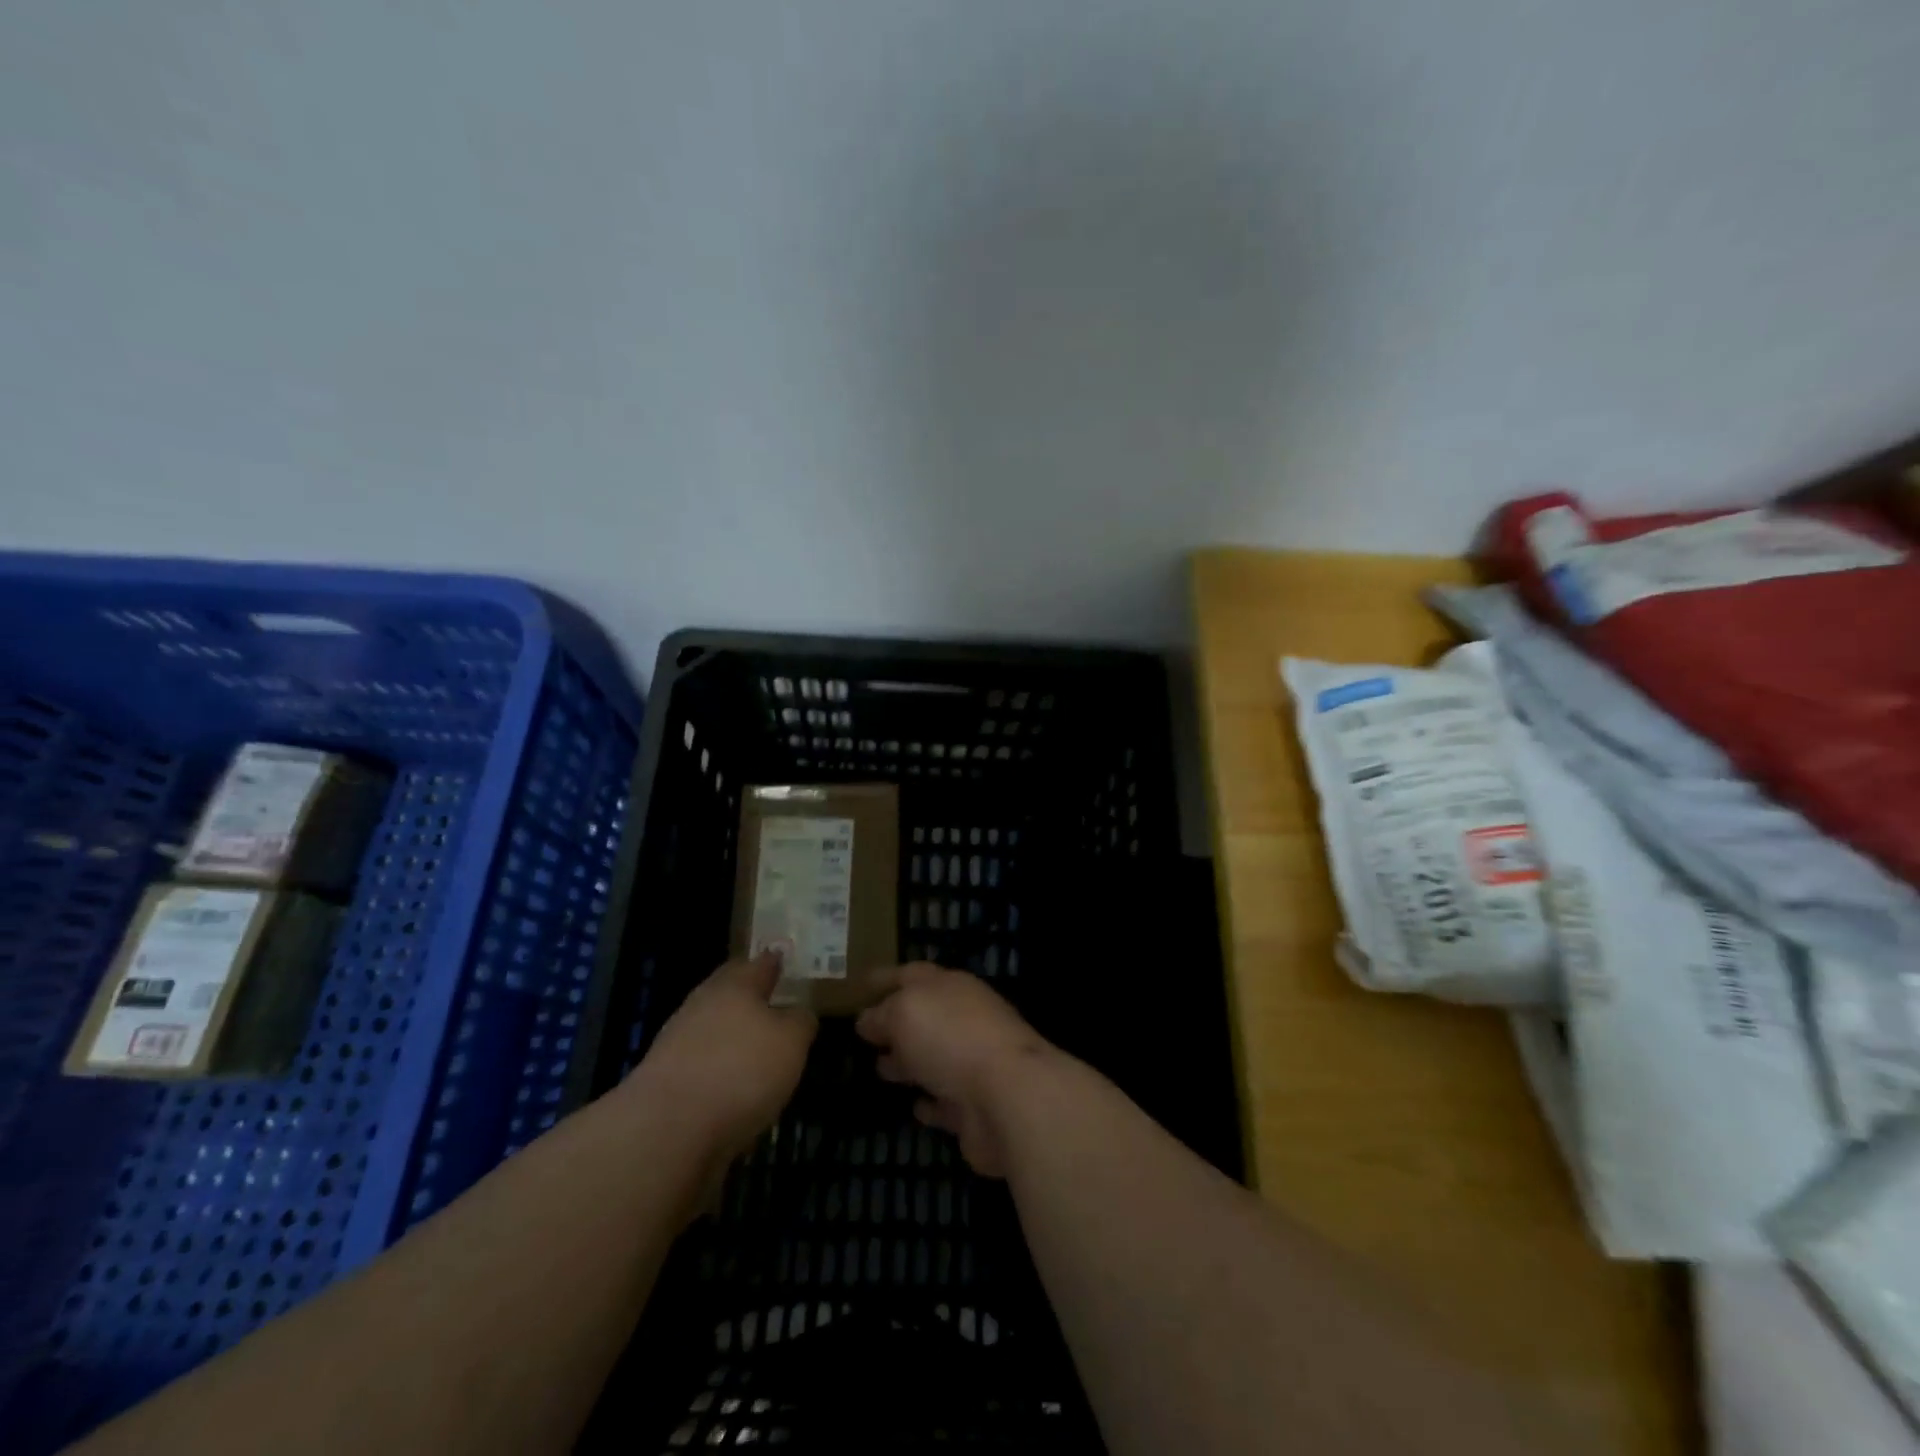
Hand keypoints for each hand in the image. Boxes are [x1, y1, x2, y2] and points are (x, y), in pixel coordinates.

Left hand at [628, 953, 816, 1161]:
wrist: (666, 1131)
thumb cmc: (740, 1071)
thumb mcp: (791, 1042)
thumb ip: (800, 1022)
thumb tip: (798, 1013)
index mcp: (734, 985)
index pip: (759, 964)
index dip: (774, 961)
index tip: (783, 957)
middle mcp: (702, 1005)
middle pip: (730, 992)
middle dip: (750, 996)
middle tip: (774, 1001)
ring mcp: (677, 1042)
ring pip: (713, 1027)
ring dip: (733, 1035)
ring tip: (758, 1049)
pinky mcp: (665, 1080)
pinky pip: (701, 1063)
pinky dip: (718, 1068)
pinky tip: (734, 1086)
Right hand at [855, 963, 1053, 1176]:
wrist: (1008, 1097)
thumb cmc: (952, 1038)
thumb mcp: (904, 1012)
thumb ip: (882, 1014)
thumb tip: (867, 1020)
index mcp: (951, 987)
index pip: (912, 974)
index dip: (885, 978)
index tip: (859, 985)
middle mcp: (964, 1019)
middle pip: (925, 1017)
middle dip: (895, 1023)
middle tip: (864, 1035)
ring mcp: (972, 1063)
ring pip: (934, 1058)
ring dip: (909, 1062)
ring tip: (879, 1068)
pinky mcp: (975, 1107)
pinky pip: (946, 1102)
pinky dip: (930, 1103)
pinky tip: (914, 1106)